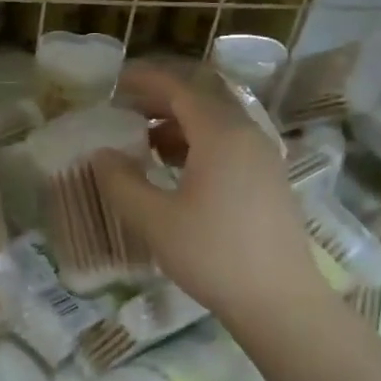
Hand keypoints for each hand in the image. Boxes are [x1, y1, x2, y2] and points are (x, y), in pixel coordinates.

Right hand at [92, 66, 325, 327]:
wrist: (279, 300)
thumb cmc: (212, 255)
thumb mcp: (155, 220)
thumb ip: (122, 182)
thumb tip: (102, 154)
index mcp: (220, 134)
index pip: (180, 88)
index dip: (146, 80)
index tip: (116, 83)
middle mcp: (247, 134)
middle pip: (202, 98)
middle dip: (162, 98)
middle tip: (126, 109)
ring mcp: (264, 156)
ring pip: (218, 122)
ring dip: (180, 123)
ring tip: (145, 142)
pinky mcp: (270, 179)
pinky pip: (230, 143)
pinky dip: (199, 142)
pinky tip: (178, 169)